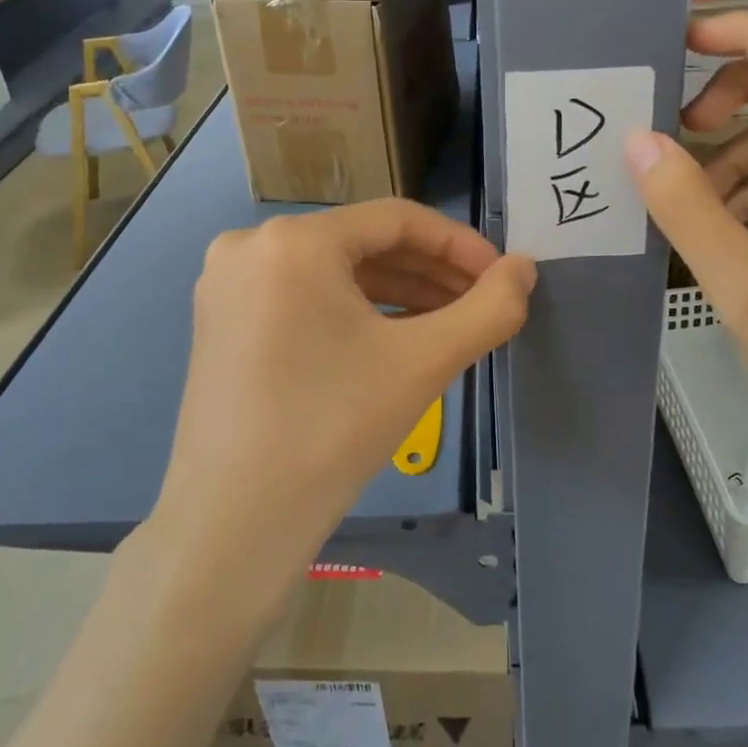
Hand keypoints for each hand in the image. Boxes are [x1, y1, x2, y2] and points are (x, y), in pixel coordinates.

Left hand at [147, 200, 534, 595]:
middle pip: (365, 244)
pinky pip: (306, 296)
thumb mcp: (423, 362)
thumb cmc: (332, 429)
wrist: (232, 526)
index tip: (502, 277)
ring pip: (336, 271)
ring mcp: (230, 284)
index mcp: (293, 241)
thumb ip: (489, 308)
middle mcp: (252, 246)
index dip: (459, 245)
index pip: (397, 219)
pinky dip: (356, 311)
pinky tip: (398, 337)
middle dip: (431, 273)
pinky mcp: (222, 320)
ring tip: (450, 322)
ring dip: (399, 292)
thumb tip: (525, 269)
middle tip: (481, 304)